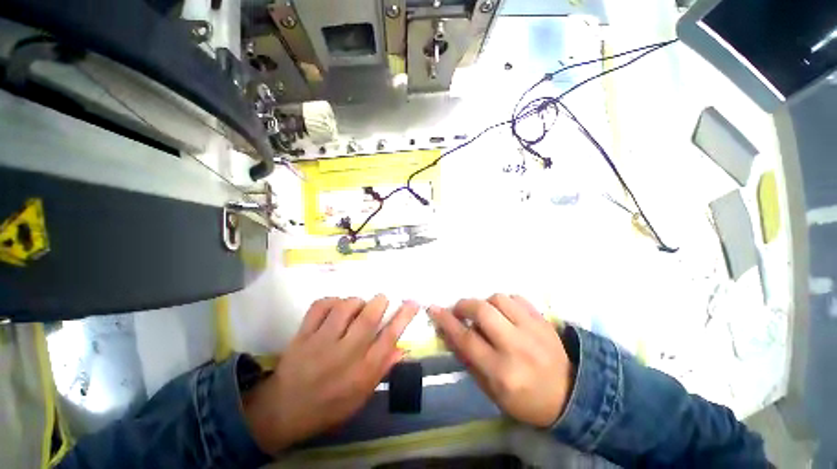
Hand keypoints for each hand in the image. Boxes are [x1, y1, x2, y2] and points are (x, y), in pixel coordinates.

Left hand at [244, 295, 418, 452]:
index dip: (404, 317)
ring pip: (345, 308)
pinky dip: (331, 301)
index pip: (389, 338)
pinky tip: (335, 307)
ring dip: (356, 302)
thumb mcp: (361, 395)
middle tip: (382, 298)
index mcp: (362, 371)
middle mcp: (345, 354)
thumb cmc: (329, 406)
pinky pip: (319, 307)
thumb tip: (402, 348)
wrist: (284, 411)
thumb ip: (382, 369)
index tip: (413, 302)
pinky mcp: (302, 335)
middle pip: (369, 318)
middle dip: (380, 302)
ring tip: (357, 306)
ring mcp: (321, 343)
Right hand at [429, 294, 573, 427]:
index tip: (434, 309)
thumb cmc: (526, 400)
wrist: (572, 395)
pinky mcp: (543, 320)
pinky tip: (505, 312)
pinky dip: (505, 301)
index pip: (467, 339)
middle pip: (482, 310)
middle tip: (460, 311)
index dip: (447, 322)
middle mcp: (516, 346)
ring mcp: (533, 329)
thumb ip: (469, 360)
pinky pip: (517, 298)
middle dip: (464, 306)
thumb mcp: (492, 391)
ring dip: (485, 303)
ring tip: (486, 314)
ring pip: (499, 299)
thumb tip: (449, 333)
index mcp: (502, 371)